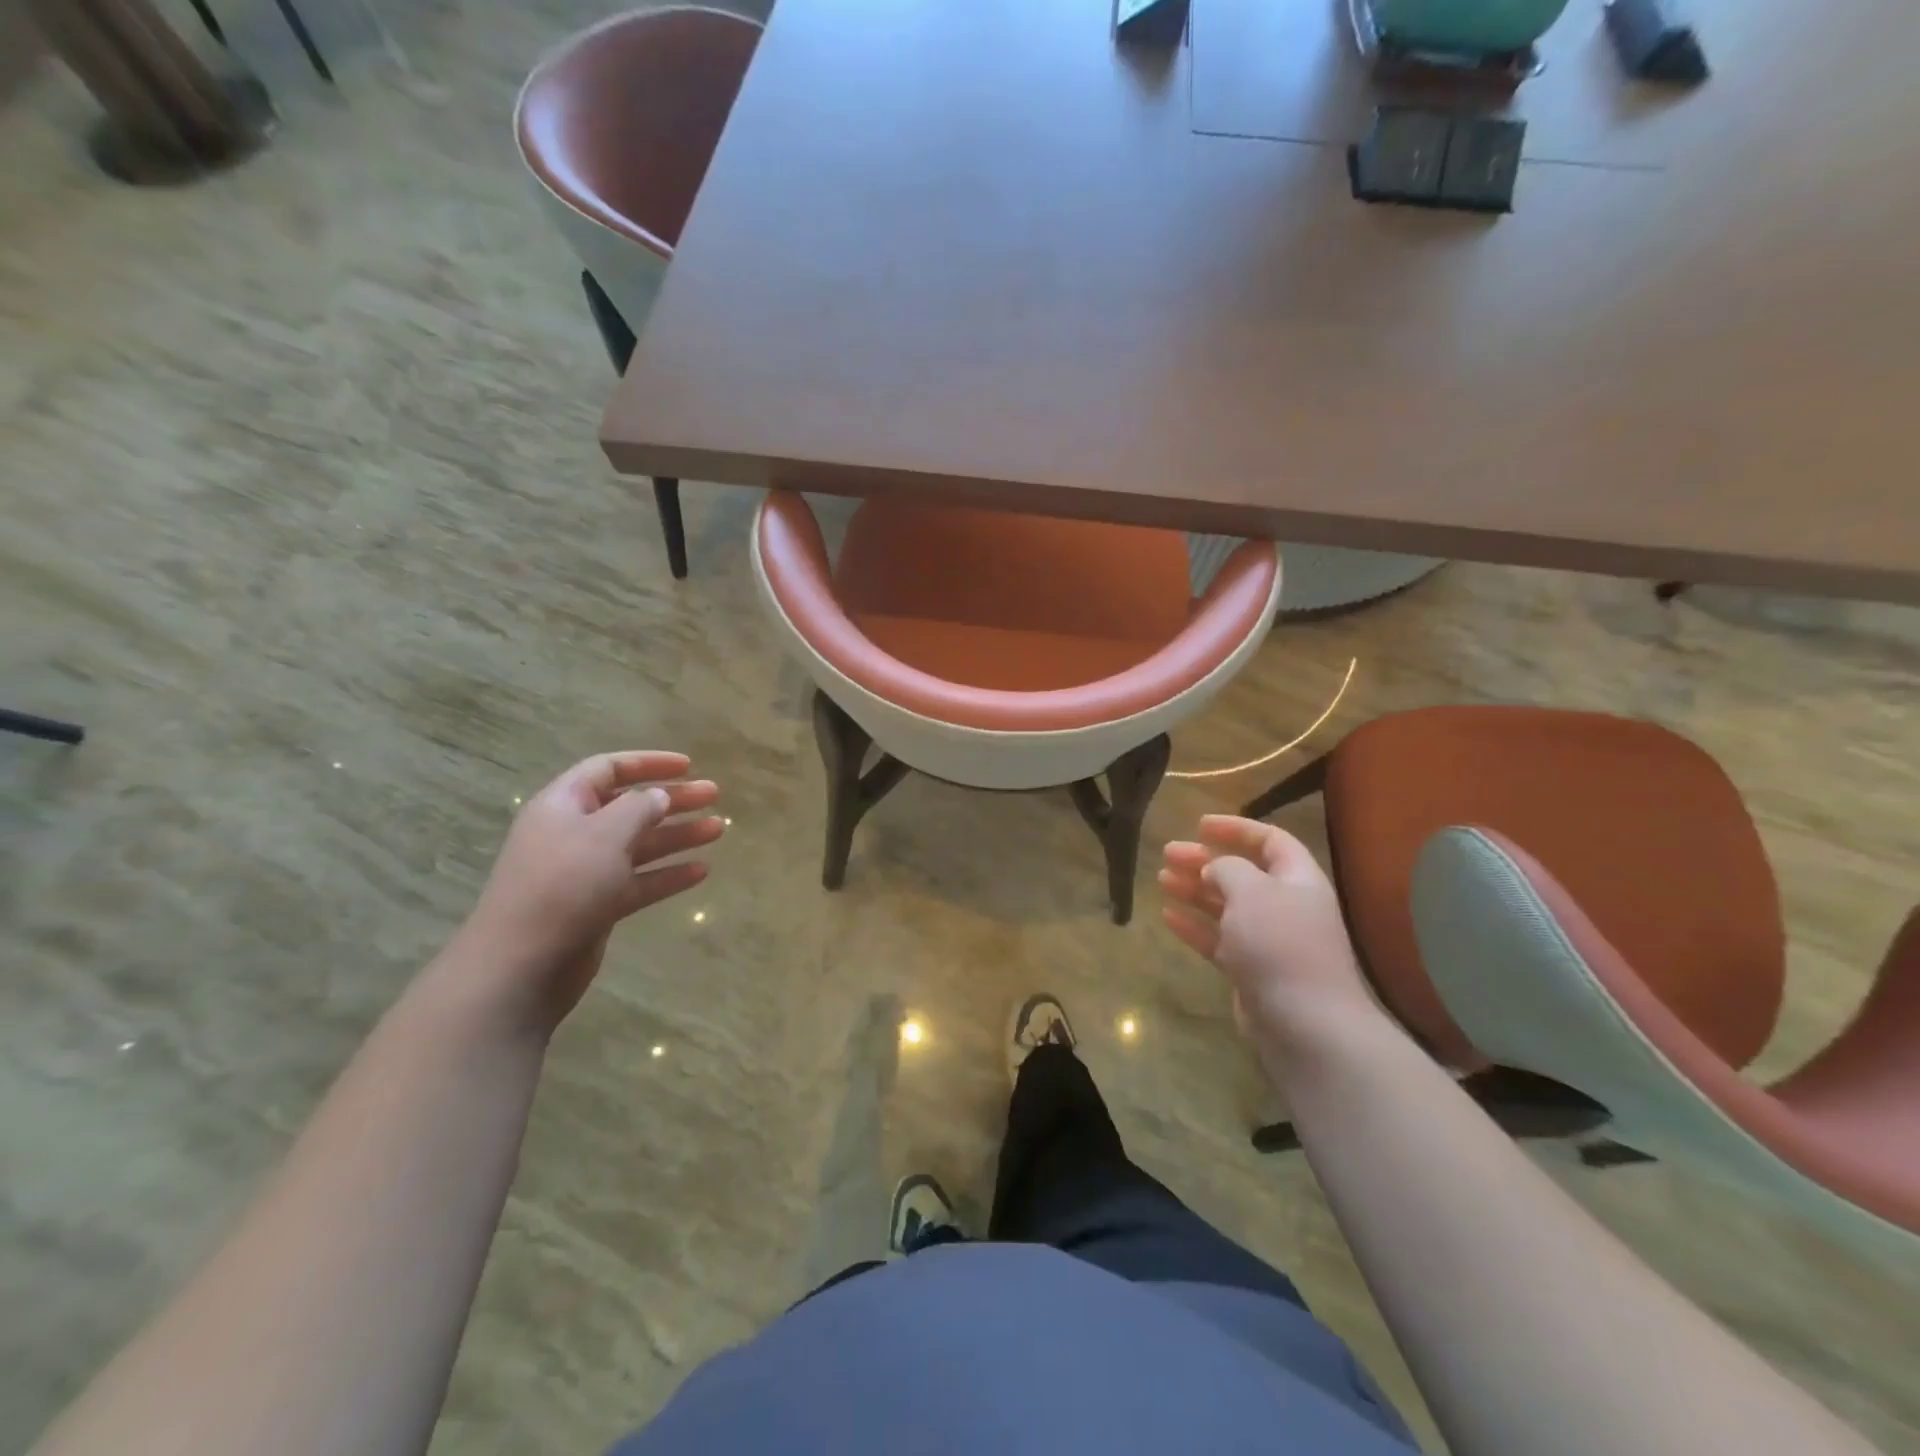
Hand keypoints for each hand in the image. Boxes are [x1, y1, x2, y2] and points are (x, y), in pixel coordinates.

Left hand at [453, 751, 723, 1031]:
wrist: (522, 964)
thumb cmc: (563, 884)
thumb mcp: (606, 833)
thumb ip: (639, 808)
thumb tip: (659, 796)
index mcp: (564, 804)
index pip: (608, 769)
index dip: (648, 763)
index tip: (689, 766)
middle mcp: (574, 833)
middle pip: (630, 806)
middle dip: (673, 799)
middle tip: (714, 795)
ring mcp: (585, 872)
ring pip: (639, 845)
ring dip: (678, 835)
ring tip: (718, 830)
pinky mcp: (597, 906)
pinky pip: (639, 881)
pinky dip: (668, 875)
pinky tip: (701, 872)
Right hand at [1159, 815, 1386, 1063]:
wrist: (1305, 1024)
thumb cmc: (1280, 943)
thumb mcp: (1251, 890)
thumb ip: (1228, 868)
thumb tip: (1215, 869)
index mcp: (1297, 880)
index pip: (1270, 840)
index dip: (1236, 828)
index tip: (1200, 825)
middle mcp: (1285, 906)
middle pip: (1243, 873)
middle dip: (1205, 860)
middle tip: (1169, 852)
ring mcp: (1268, 941)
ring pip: (1226, 906)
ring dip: (1195, 890)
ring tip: (1162, 879)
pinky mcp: (1251, 971)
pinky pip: (1218, 939)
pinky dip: (1194, 926)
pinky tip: (1168, 916)